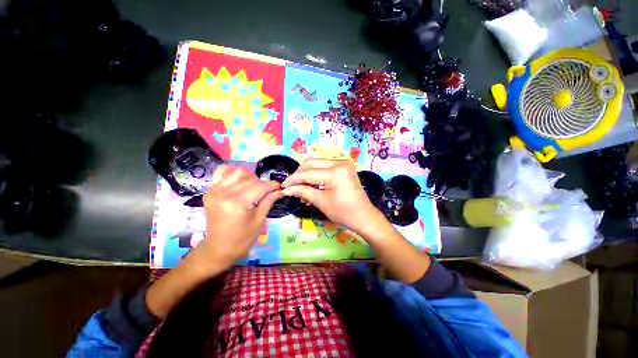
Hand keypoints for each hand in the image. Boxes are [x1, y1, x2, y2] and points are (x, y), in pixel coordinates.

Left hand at [199, 165, 280, 269]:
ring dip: (250, 177)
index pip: (260, 186)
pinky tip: (239, 180)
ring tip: (254, 187)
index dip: (272, 185)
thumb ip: (269, 201)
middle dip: (263, 183)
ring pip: (238, 172)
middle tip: (268, 191)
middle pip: (250, 178)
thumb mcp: (259, 220)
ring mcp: (214, 190)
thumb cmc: (242, 238)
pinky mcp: (210, 190)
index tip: (280, 187)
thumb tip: (280, 189)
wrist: (218, 248)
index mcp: (237, 203)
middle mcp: (224, 192)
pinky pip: (222, 172)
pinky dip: (232, 172)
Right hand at [281, 159, 379, 232]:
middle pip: (312, 163)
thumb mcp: (321, 202)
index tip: (283, 185)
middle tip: (291, 185)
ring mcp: (344, 164)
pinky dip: (317, 173)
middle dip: (300, 173)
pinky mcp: (345, 167)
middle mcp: (340, 163)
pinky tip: (311, 183)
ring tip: (300, 185)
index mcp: (335, 172)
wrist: (364, 216)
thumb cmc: (344, 212)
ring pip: (318, 163)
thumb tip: (286, 189)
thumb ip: (303, 192)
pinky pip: (326, 167)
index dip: (294, 179)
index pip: (308, 173)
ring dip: (308, 173)